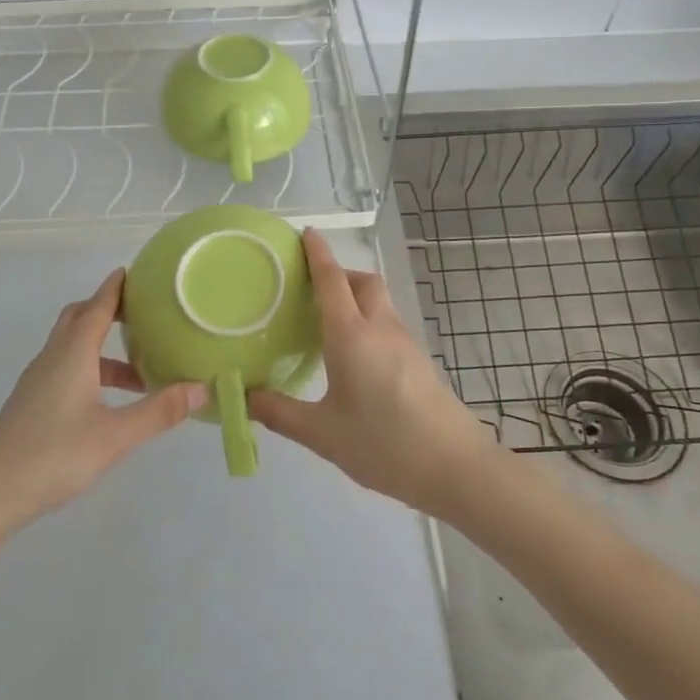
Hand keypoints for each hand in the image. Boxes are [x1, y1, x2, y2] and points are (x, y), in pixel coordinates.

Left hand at [0, 269, 203, 530]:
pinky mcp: (32, 402)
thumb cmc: (54, 456)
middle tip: (143, 313)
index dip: (117, 287)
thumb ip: (159, 411)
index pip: (98, 305)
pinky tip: (108, 400)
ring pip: (72, 346)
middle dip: (108, 308)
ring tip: (139, 370)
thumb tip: (202, 388)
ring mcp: (38, 380)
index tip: (138, 272)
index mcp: (73, 353)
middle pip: (80, 317)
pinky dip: (91, 368)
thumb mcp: (115, 436)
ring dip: (103, 347)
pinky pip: (66, 367)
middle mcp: (53, 357)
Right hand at [248, 230, 497, 517]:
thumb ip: (280, 413)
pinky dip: (369, 320)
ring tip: (329, 322)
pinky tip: (356, 355)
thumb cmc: (383, 444)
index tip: (306, 233)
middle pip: (364, 281)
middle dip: (340, 273)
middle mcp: (380, 328)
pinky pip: (389, 324)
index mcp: (352, 335)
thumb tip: (245, 396)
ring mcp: (405, 343)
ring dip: (356, 297)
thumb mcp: (322, 434)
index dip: (317, 253)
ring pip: (379, 301)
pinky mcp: (419, 360)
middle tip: (312, 289)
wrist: (454, 466)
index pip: (332, 280)